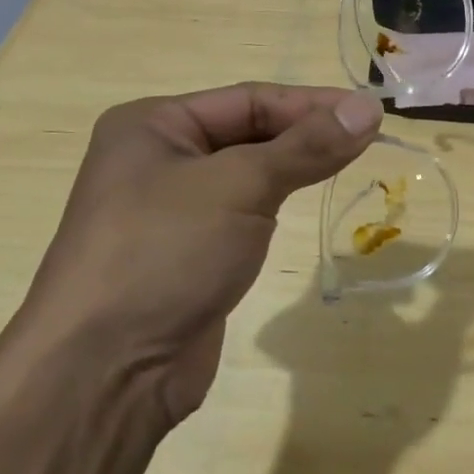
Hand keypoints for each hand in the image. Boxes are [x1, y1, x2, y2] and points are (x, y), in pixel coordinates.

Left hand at [13, 83, 383, 426]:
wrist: (104, 373)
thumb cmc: (164, 252)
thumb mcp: (239, 186)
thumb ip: (306, 146)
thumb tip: (368, 107)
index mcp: (152, 125)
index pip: (248, 100)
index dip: (310, 104)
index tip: (368, 113)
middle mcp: (157, 158)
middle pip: (247, 132)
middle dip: (303, 134)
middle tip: (367, 139)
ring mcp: (170, 209)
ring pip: (246, 173)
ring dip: (293, 166)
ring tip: (348, 161)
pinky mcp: (187, 253)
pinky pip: (240, 213)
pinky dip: (274, 203)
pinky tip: (306, 199)